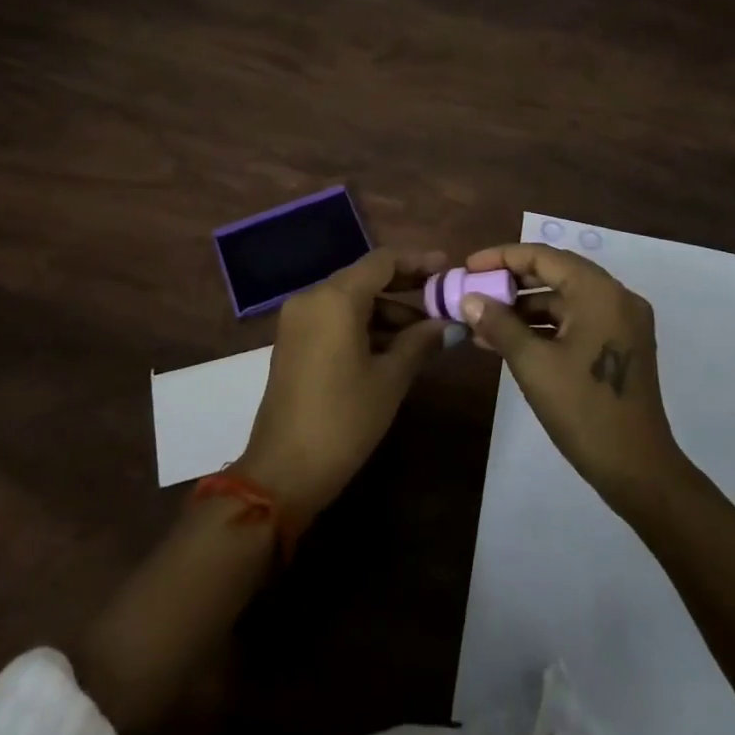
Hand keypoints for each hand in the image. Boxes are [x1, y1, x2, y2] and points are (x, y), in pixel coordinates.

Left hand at [236, 249, 449, 521]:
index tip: (448, 268)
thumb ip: (421, 341)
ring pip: (351, 299)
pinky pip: (335, 318)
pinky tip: (395, 346)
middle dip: (405, 287)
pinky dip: (365, 324)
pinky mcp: (294, 341)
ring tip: (427, 332)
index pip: (382, 261)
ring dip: (387, 310)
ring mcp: (299, 319)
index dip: (417, 261)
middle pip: (365, 277)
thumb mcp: (390, 379)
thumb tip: (450, 323)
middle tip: (442, 298)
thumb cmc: (343, 420)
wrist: (283, 472)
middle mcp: (313, 297)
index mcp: (335, 298)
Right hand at [460, 242, 686, 511]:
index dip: (502, 257)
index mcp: (599, 292)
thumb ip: (499, 324)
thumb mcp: (533, 365)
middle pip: (555, 273)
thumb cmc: (584, 411)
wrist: (639, 472)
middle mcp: (616, 297)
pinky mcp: (620, 346)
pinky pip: (576, 321)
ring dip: (525, 308)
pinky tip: (509, 341)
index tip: (469, 267)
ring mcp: (621, 323)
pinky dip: (544, 327)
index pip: (543, 256)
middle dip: (511, 282)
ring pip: (564, 300)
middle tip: (474, 290)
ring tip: (482, 321)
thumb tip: (468, 299)